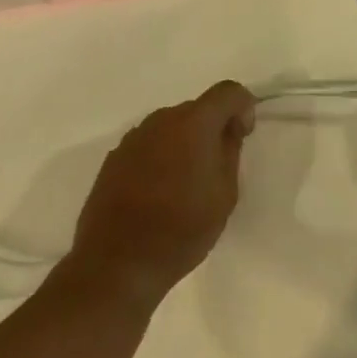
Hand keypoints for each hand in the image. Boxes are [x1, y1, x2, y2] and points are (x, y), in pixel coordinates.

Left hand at [57, 81, 255, 309]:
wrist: (115, 266)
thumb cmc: (180, 230)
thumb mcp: (224, 194)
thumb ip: (230, 152)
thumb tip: (227, 132)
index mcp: (194, 123)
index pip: (228, 91)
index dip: (243, 107)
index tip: (242, 137)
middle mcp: (161, 120)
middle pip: (197, 109)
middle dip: (212, 128)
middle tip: (216, 166)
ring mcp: (133, 138)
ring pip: (171, 127)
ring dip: (184, 142)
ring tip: (185, 183)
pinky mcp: (113, 159)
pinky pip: (148, 145)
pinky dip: (160, 157)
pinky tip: (158, 192)